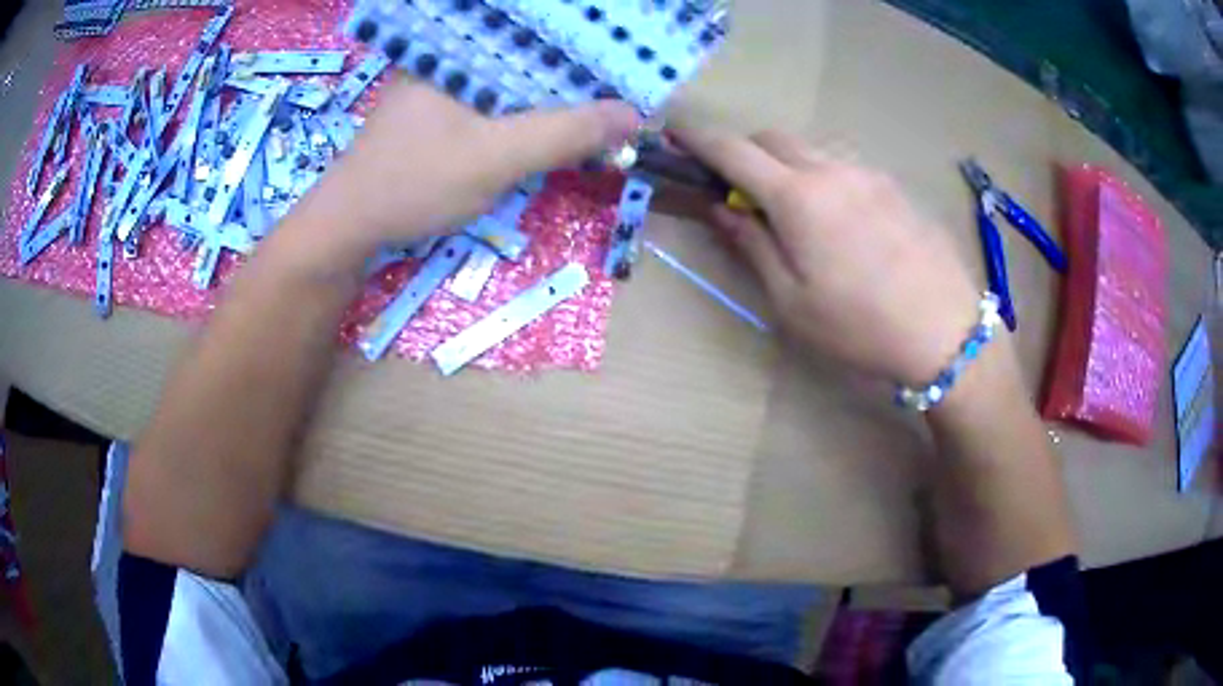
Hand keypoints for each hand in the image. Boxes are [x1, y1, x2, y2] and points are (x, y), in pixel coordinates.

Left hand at [295, 77, 640, 259]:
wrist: (347, 230)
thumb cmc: (413, 183)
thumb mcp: (495, 157)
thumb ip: (564, 132)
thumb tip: (634, 115)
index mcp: (458, 48)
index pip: (536, 31)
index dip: (585, 46)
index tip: (627, 63)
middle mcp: (449, 57)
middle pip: (526, 54)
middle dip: (573, 71)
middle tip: (624, 85)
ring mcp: (441, 86)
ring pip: (511, 80)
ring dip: (551, 94)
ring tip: (600, 102)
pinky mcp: (437, 114)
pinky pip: (494, 104)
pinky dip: (524, 113)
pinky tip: (551, 123)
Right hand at [673, 128, 981, 385]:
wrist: (946, 331)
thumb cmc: (860, 326)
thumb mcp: (791, 302)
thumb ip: (752, 245)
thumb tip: (721, 207)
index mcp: (798, 197)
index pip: (733, 150)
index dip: (697, 137)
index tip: (674, 132)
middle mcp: (831, 170)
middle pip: (772, 138)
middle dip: (744, 151)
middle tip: (741, 191)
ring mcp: (868, 173)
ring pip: (810, 149)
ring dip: (786, 164)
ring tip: (796, 212)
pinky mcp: (894, 186)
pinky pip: (844, 165)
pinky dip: (822, 176)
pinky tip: (840, 219)